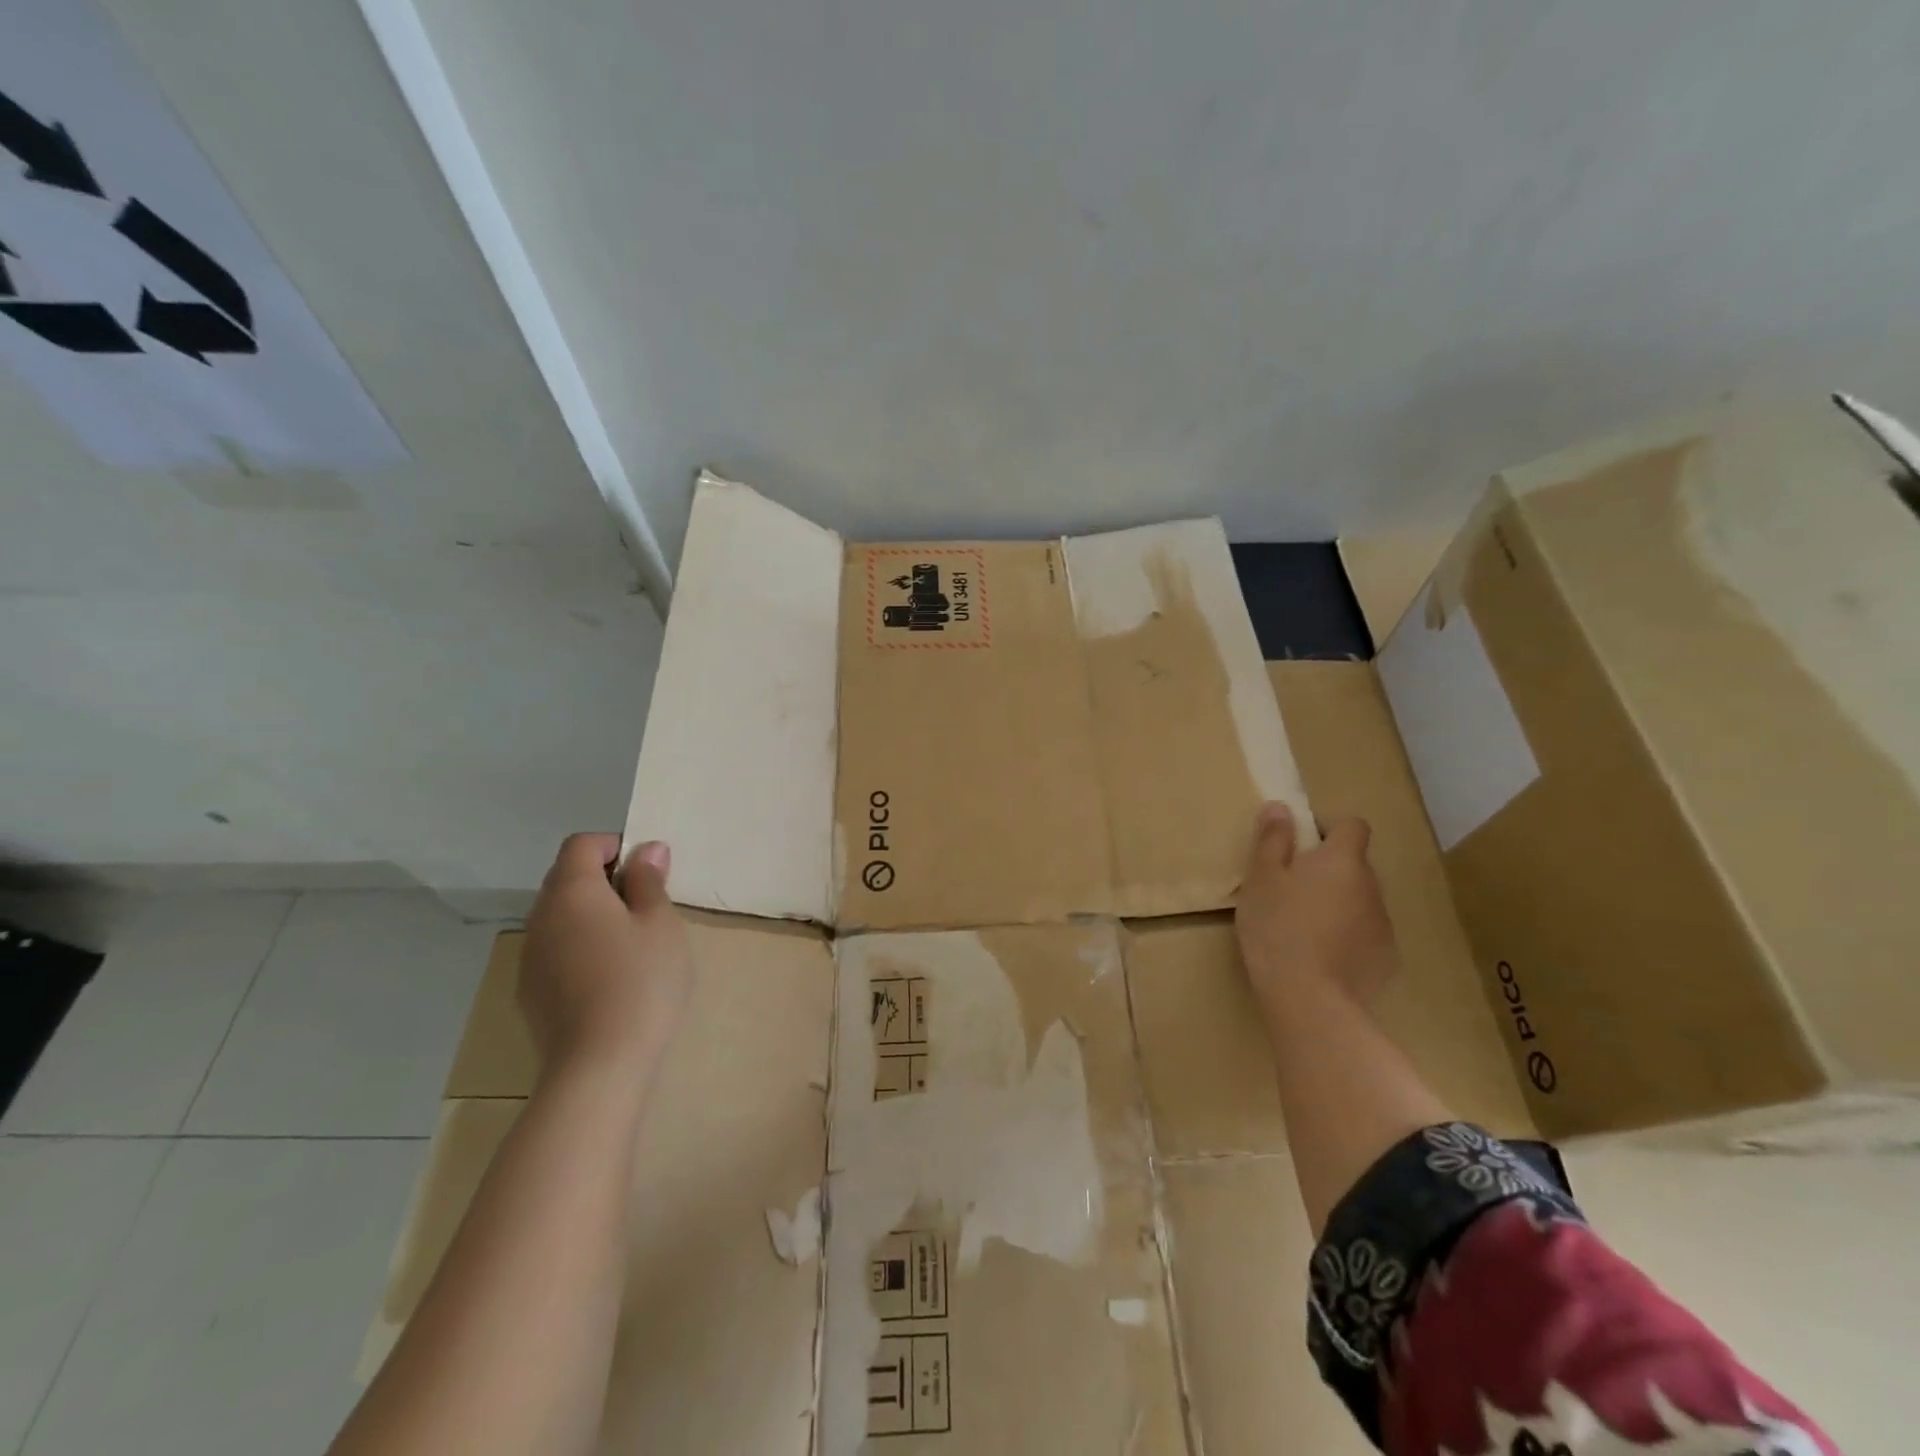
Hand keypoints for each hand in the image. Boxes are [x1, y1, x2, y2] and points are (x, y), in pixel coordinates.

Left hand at [519, 834, 694, 1078]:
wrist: (599, 1066)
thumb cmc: (640, 982)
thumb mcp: (661, 923)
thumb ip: (650, 881)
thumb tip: (647, 850)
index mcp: (571, 892)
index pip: (581, 844)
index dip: (615, 846)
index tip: (648, 871)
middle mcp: (540, 918)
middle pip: (566, 878)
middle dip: (606, 880)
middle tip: (648, 906)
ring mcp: (530, 958)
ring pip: (561, 917)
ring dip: (593, 915)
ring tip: (632, 943)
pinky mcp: (530, 993)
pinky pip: (556, 950)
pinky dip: (581, 947)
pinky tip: (610, 978)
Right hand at [1235, 802, 1395, 1016]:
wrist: (1310, 999)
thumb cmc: (1278, 928)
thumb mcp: (1261, 879)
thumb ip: (1272, 840)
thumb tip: (1281, 808)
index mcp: (1342, 861)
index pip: (1352, 826)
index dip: (1329, 829)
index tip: (1300, 845)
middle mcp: (1372, 886)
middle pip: (1354, 865)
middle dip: (1328, 870)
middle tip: (1290, 889)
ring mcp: (1383, 925)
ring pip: (1360, 900)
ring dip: (1338, 904)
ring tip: (1302, 927)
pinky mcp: (1386, 960)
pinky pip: (1365, 934)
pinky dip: (1347, 937)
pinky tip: (1320, 956)